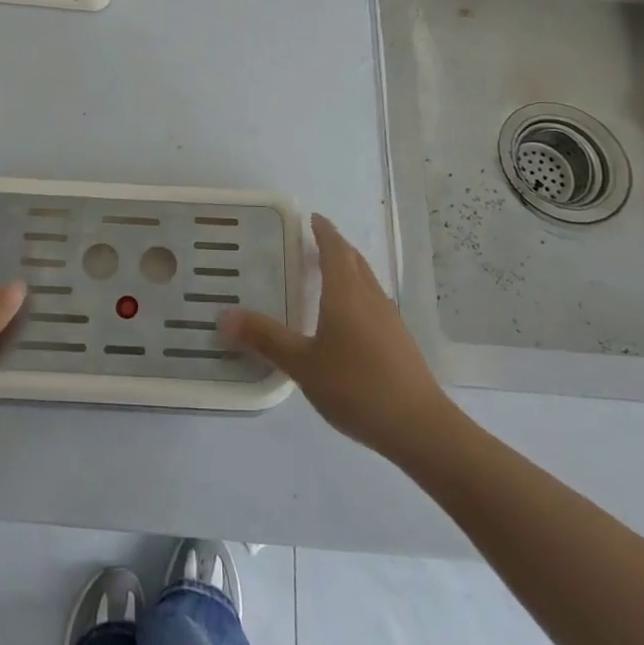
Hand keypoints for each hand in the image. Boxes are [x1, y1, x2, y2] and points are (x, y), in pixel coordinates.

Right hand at [222, 213, 450, 462]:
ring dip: (349, 269)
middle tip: (314, 242)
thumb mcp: (303, 365)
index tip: (312, 218)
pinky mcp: (399, 341)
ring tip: (328, 274)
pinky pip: (373, 301)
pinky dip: (357, 293)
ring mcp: (389, 319)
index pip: (335, 249)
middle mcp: (370, 297)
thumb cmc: (356, 387)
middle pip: (354, 260)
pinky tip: (348, 318)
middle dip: (336, 246)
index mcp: (346, 293)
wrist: (419, 426)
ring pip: (366, 281)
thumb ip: (265, 339)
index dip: (324, 231)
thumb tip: (224, 316)